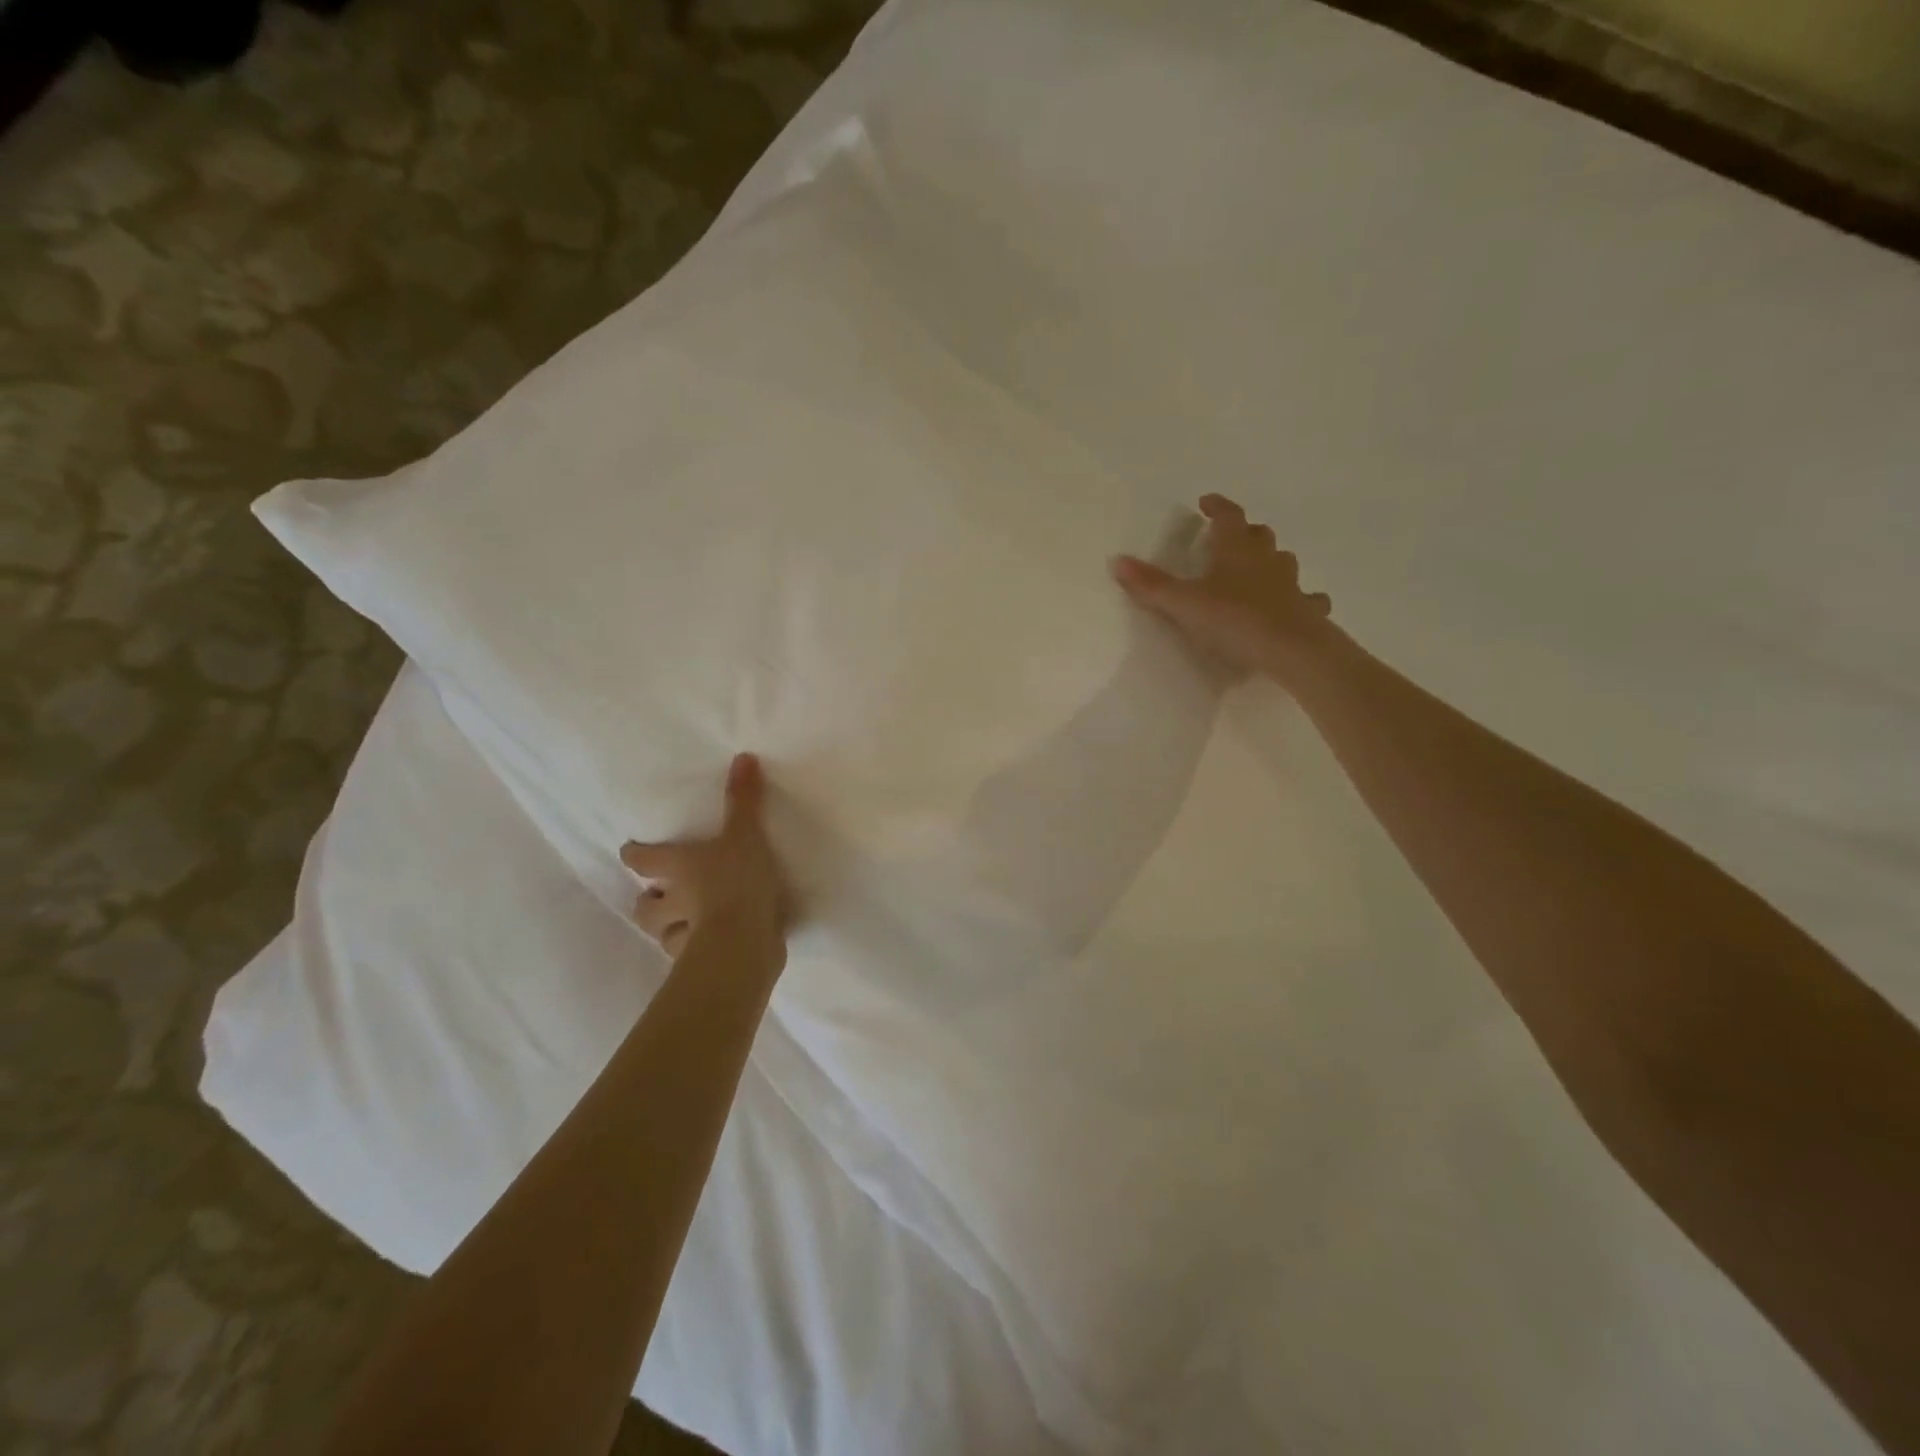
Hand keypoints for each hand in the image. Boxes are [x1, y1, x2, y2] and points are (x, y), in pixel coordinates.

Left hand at [621, 754, 792, 969]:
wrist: (744, 939)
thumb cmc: (737, 880)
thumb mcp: (746, 834)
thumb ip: (744, 800)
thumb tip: (743, 756)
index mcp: (678, 867)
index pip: (643, 859)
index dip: (635, 854)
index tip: (630, 852)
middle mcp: (673, 902)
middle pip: (645, 906)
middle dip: (647, 901)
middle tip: (657, 896)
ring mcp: (685, 935)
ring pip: (662, 934)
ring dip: (666, 929)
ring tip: (680, 925)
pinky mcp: (702, 960)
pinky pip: (689, 956)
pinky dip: (693, 952)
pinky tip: (709, 947)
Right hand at [1111, 494, 1332, 679]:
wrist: (1290, 649)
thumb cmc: (1233, 619)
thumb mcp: (1183, 604)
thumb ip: (1151, 585)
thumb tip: (1117, 560)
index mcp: (1236, 550)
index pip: (1228, 516)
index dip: (1217, 507)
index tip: (1207, 502)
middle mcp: (1266, 560)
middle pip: (1259, 535)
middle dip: (1244, 532)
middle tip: (1229, 538)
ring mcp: (1290, 584)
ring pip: (1282, 562)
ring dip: (1270, 561)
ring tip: (1258, 570)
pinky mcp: (1306, 610)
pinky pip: (1307, 598)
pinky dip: (1300, 598)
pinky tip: (1296, 606)